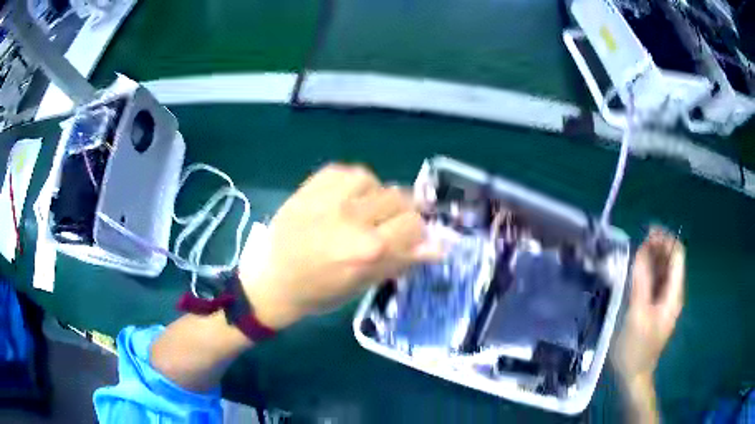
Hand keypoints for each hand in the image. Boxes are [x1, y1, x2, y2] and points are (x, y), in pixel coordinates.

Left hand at [241, 164, 439, 329]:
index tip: (410, 239)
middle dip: (400, 214)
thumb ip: (401, 261)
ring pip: (375, 180)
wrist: (272, 280)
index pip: (414, 225)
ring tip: (363, 211)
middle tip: (386, 228)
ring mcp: (329, 198)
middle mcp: (352, 218)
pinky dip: (353, 183)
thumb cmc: (319, 292)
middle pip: (399, 199)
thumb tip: (438, 247)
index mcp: (367, 250)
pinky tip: (346, 199)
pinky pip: (346, 171)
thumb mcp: (363, 285)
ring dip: (376, 196)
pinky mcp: (311, 186)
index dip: (417, 233)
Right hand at [612, 228, 684, 384]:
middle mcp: (673, 293)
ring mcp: (664, 300)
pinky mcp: (655, 306)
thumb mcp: (638, 314)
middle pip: (671, 260)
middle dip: (658, 246)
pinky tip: (636, 271)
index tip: (647, 234)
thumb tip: (642, 249)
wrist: (633, 375)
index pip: (677, 255)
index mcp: (674, 294)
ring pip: (663, 269)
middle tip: (638, 242)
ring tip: (635, 254)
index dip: (665, 240)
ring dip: (652, 257)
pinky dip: (647, 271)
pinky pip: (655, 281)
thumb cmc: (636, 348)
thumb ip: (642, 281)